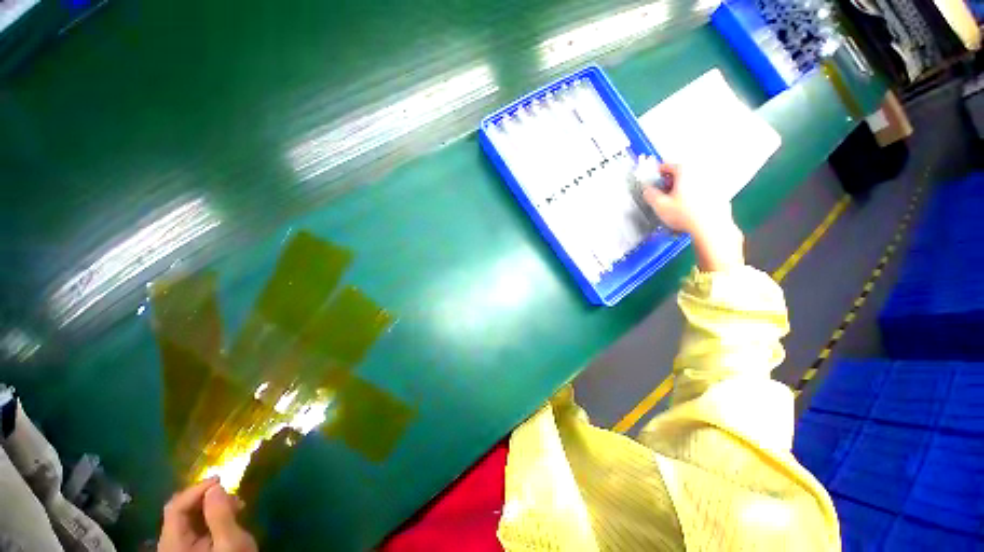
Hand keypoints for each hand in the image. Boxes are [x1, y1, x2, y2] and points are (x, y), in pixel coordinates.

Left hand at [159, 478, 257, 551]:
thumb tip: (215, 486)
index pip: (176, 507)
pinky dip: (210, 517)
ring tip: (235, 506)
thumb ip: (220, 516)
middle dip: (206, 498)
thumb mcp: (230, 543)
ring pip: (188, 518)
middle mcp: (169, 544)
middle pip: (180, 511)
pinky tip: (228, 517)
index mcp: (173, 544)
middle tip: (232, 495)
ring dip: (210, 506)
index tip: (221, 480)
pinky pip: (194, 527)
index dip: (196, 489)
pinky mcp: (188, 550)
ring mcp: (178, 548)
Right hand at [635, 158, 743, 271]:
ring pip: (693, 182)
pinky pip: (703, 191)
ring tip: (676, 202)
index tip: (654, 180)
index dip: (658, 173)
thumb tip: (647, 190)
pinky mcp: (720, 193)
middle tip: (664, 193)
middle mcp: (701, 172)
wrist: (711, 227)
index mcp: (685, 170)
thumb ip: (650, 194)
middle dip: (671, 182)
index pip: (668, 165)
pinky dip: (695, 196)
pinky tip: (690, 209)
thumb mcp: (659, 206)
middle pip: (682, 173)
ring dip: (684, 189)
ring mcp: (713, 182)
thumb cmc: (684, 214)